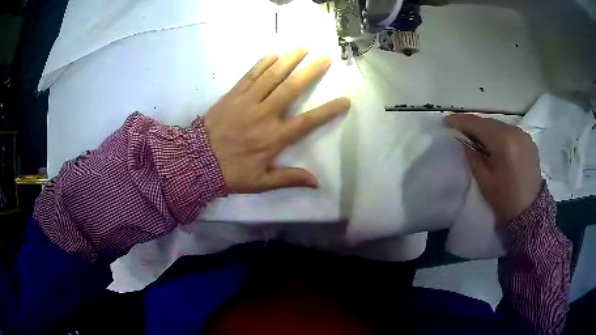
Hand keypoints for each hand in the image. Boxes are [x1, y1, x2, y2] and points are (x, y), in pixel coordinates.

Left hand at [204, 48, 350, 192]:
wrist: (197, 161)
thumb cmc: (231, 173)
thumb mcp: (261, 183)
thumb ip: (289, 179)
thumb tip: (317, 182)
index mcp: (274, 137)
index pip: (307, 122)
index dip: (327, 111)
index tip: (345, 100)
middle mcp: (264, 115)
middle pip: (291, 89)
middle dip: (310, 72)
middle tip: (325, 58)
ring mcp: (247, 102)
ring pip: (271, 77)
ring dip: (289, 61)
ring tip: (303, 48)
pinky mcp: (233, 95)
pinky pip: (249, 76)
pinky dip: (261, 64)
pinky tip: (273, 54)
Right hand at [444, 114, 541, 222]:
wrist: (530, 211)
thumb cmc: (505, 199)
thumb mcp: (484, 180)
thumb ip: (473, 157)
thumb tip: (465, 141)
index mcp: (504, 142)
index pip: (478, 124)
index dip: (460, 121)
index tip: (446, 121)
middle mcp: (515, 132)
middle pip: (489, 122)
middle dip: (473, 124)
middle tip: (459, 129)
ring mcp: (523, 134)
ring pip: (499, 125)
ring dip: (486, 129)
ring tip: (475, 136)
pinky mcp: (528, 140)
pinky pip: (509, 131)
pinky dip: (498, 133)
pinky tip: (493, 142)